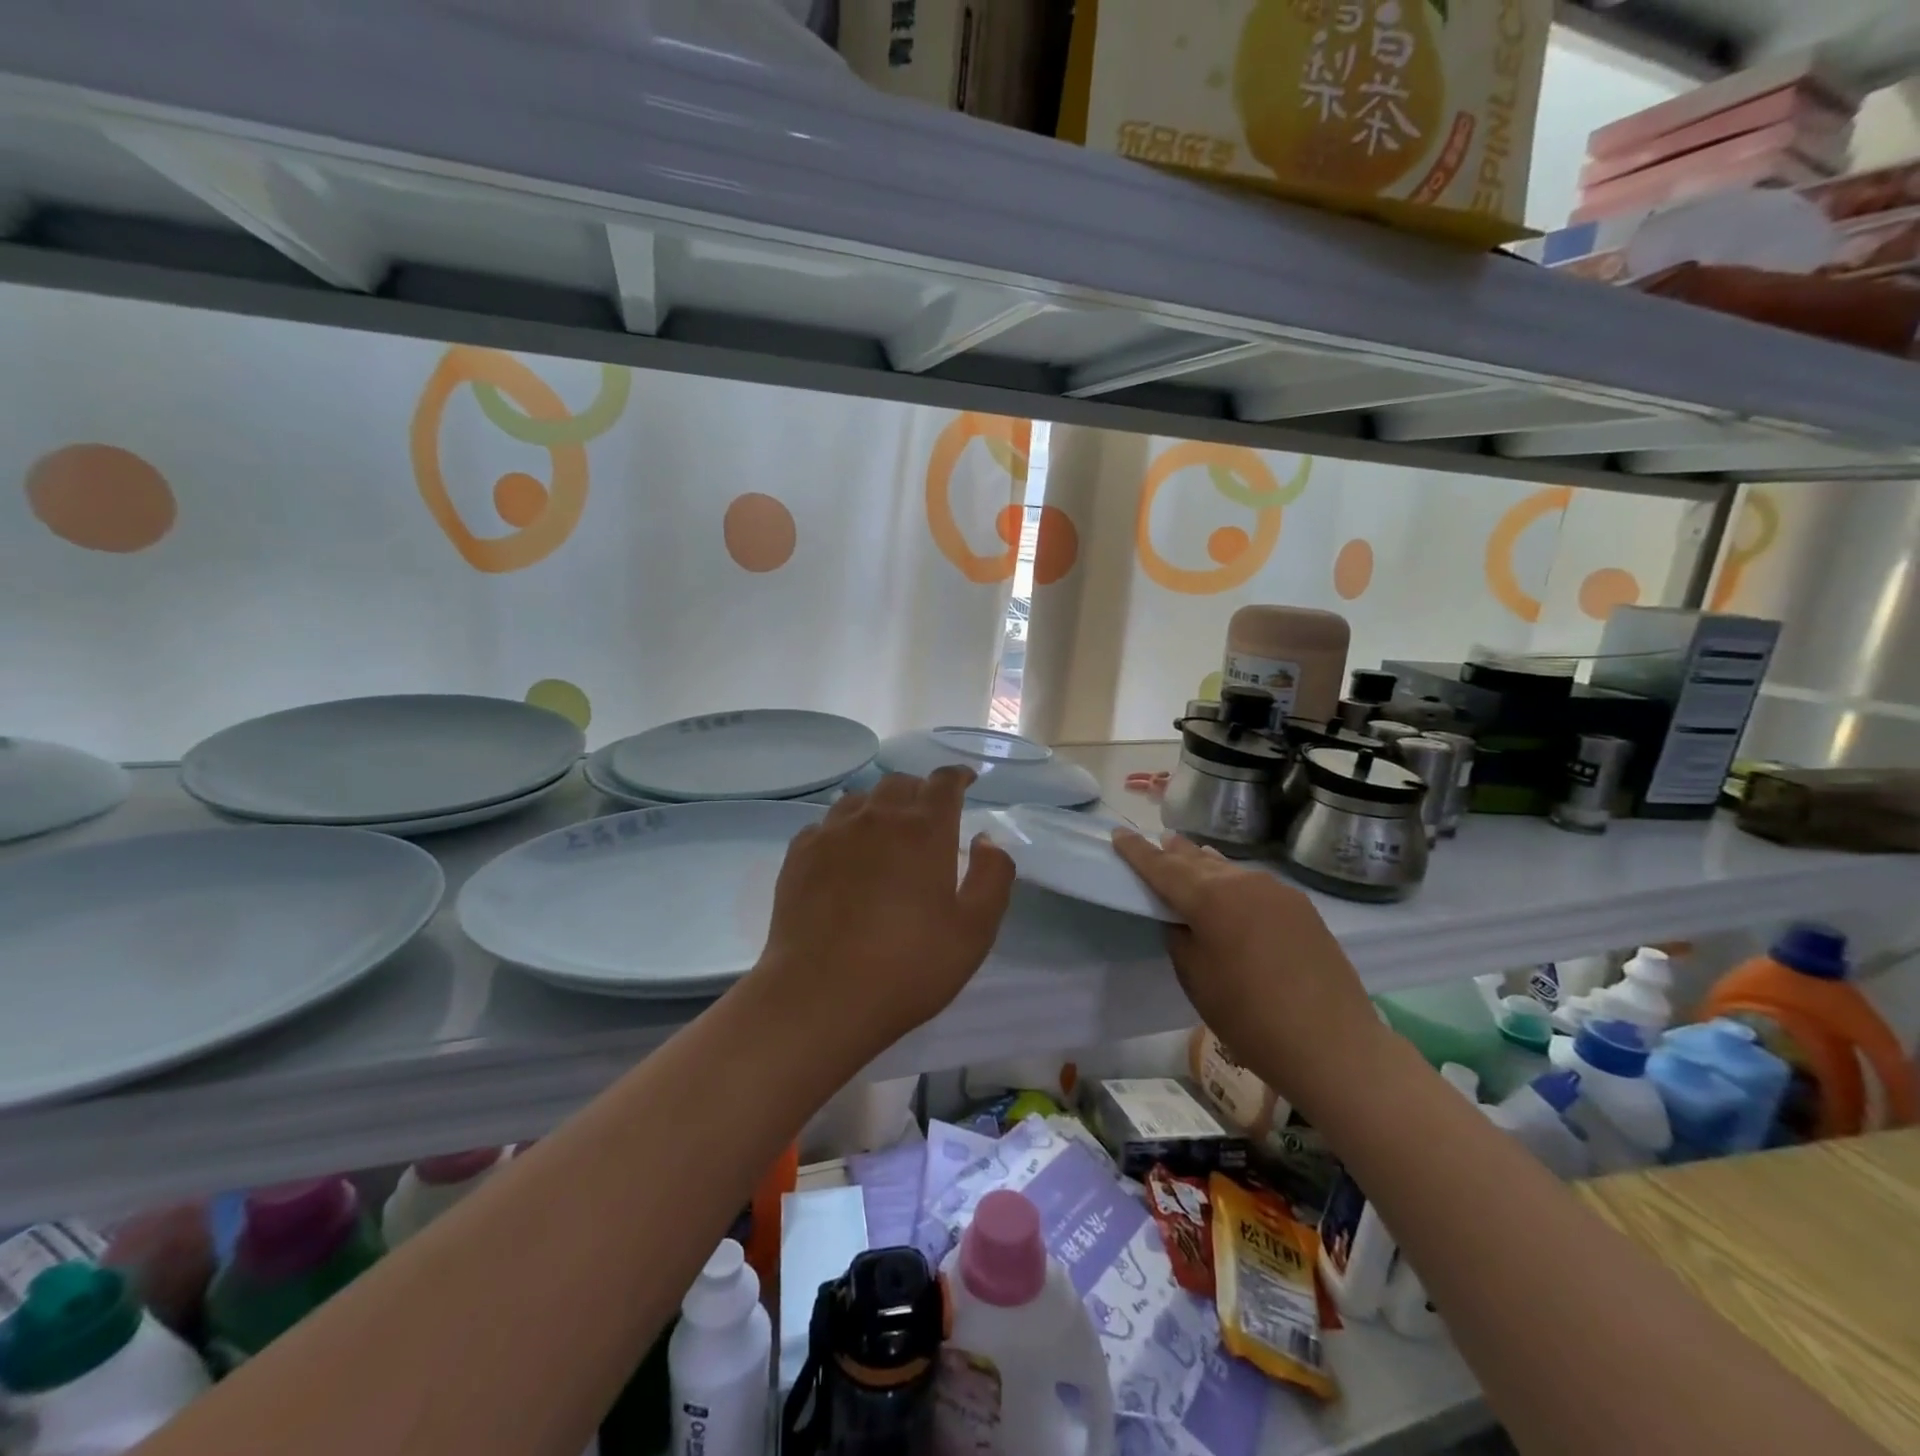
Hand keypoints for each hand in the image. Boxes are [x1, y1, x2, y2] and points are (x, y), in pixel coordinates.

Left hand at [752, 768, 1015, 1054]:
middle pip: (900, 783)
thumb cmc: (908, 966)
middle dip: (919, 792)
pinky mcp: (800, 853)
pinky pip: (827, 824)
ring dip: (880, 807)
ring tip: (886, 836)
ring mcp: (832, 832)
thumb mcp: (974, 931)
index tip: (966, 782)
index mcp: (924, 829)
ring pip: (860, 799)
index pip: (943, 782)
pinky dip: (844, 830)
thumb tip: (986, 839)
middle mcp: (877, 817)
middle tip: (928, 818)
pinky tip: (845, 858)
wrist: (820, 996)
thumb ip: (992, 876)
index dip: (958, 777)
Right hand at [1112, 829, 1384, 1112]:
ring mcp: (1277, 891)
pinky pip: (1254, 884)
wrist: (1333, 1045)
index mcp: (1210, 898)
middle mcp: (1242, 882)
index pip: (1162, 867)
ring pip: (1228, 869)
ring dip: (1204, 863)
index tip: (1118, 834)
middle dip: (1173, 851)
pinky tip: (1230, 889)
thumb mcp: (1196, 979)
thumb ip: (1180, 938)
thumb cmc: (1250, 1018)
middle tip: (1156, 842)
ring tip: (1188, 855)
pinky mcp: (1301, 907)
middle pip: (1197, 859)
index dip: (1137, 851)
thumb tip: (1182, 919)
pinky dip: (1232, 881)